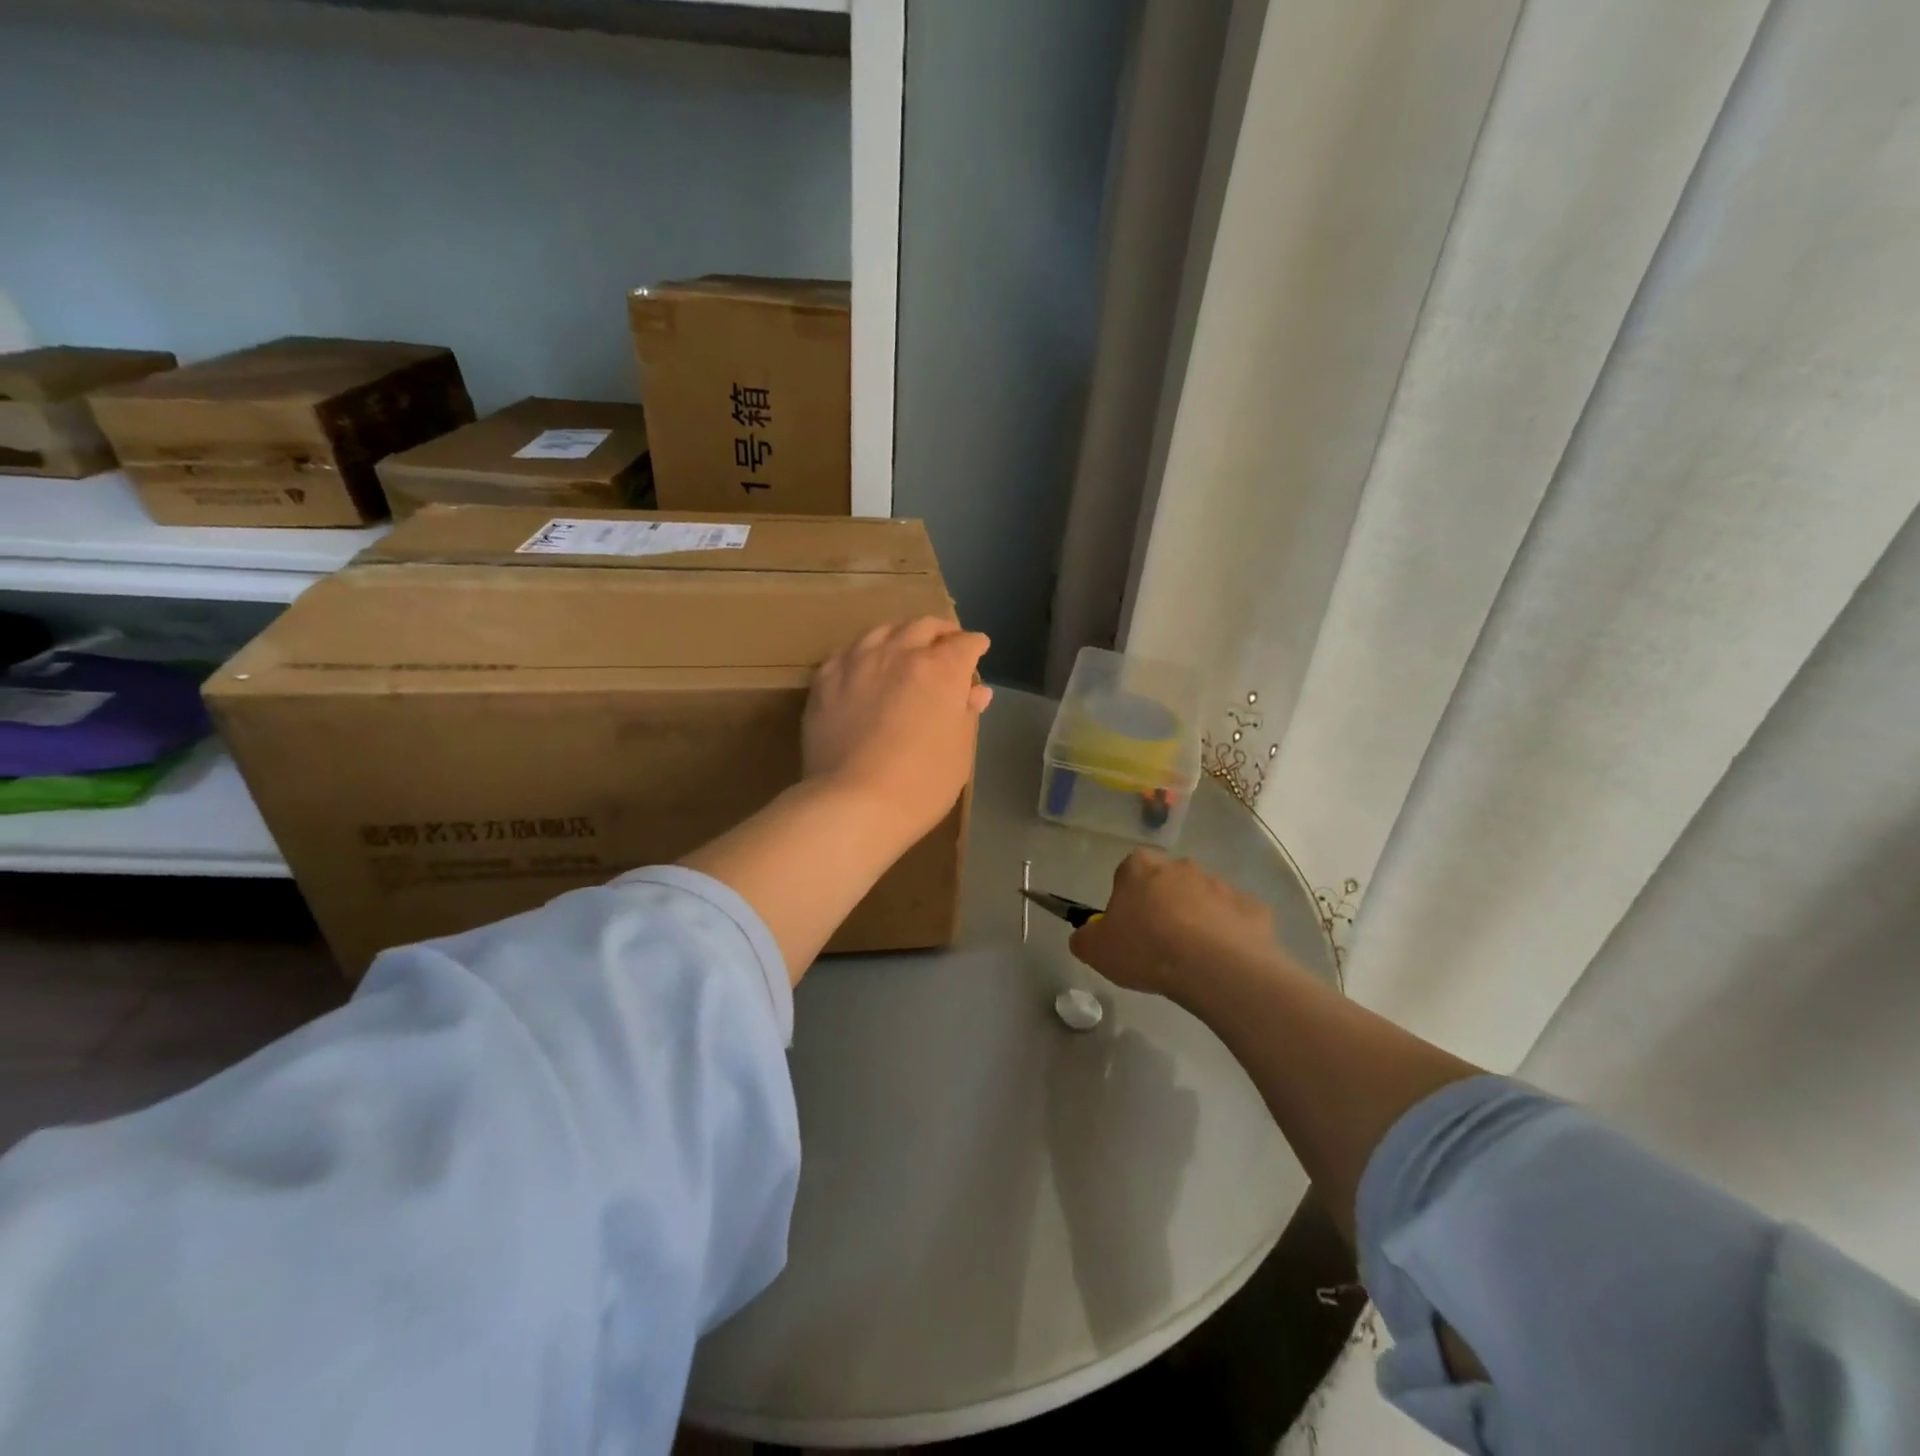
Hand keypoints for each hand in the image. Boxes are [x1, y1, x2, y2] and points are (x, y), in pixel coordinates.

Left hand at [803, 617, 992, 839]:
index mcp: (940, 669)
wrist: (853, 803)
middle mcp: (899, 653)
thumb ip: (966, 713)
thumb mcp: (959, 752)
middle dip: (940, 631)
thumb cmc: (922, 783)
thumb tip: (975, 691)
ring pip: (882, 631)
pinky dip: (864, 654)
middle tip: (946, 642)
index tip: (978, 648)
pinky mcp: (825, 679)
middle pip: (923, 626)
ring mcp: (857, 662)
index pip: (965, 644)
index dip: (975, 645)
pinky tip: (864, 666)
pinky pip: (847, 653)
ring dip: (901, 635)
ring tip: (904, 647)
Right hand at [1070, 850, 1282, 999]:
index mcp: (1140, 868)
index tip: (1128, 929)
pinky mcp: (1252, 908)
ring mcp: (1221, 884)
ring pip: (1204, 900)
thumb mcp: (1096, 950)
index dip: (1126, 901)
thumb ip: (1085, 937)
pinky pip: (1235, 920)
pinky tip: (1222, 963)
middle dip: (1164, 907)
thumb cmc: (1147, 950)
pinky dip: (1229, 936)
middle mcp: (1181, 866)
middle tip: (1159, 945)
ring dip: (1198, 920)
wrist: (1215, 967)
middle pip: (1167, 883)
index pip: (1127, 873)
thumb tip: (1087, 935)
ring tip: (1193, 960)